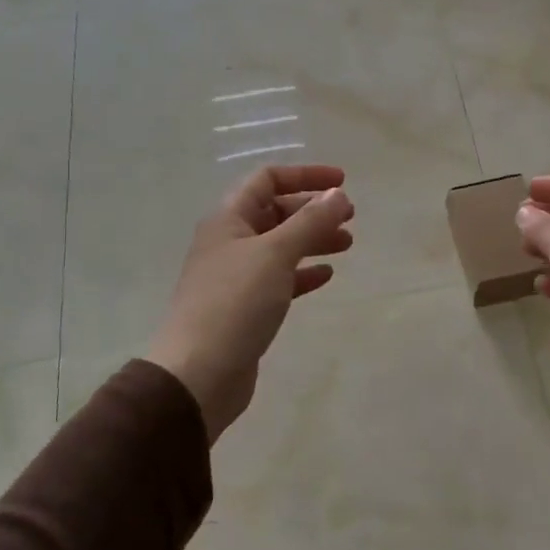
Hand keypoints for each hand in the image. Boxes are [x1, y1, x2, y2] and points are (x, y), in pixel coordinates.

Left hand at [147, 164, 355, 442]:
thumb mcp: (275, 254)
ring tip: (347, 244)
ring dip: (313, 240)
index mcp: (228, 219)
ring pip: (280, 246)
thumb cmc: (235, 303)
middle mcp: (230, 242)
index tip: (342, 182)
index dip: (305, 175)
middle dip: (313, 211)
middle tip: (350, 218)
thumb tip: (338, 195)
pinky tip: (326, 275)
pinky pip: (279, 279)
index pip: (267, 179)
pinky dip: (303, 273)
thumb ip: (310, 222)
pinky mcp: (245, 307)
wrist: (198, 374)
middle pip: (275, 212)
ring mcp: (236, 276)